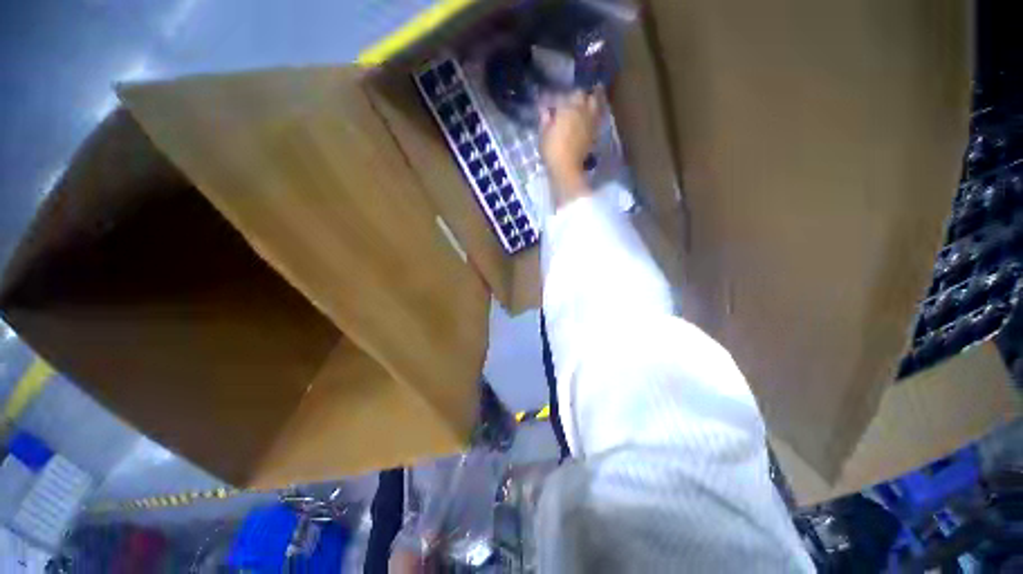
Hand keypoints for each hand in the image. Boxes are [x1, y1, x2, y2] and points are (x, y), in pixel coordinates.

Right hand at [540, 91, 600, 204]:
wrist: (567, 168)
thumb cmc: (552, 151)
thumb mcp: (543, 134)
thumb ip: (545, 119)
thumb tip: (545, 111)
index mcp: (567, 107)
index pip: (562, 95)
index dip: (555, 98)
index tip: (549, 103)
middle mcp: (582, 110)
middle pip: (582, 94)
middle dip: (575, 95)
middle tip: (569, 100)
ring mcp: (590, 120)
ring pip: (594, 103)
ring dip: (589, 101)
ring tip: (584, 103)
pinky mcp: (594, 132)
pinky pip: (596, 117)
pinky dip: (592, 114)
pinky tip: (587, 117)